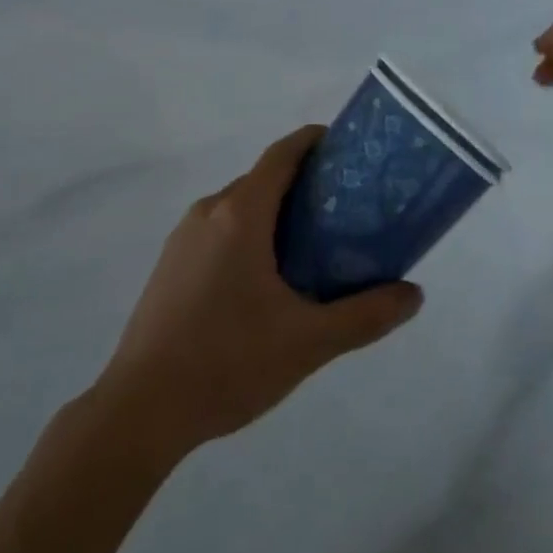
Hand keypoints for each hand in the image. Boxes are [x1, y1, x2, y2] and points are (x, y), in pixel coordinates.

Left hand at [96, 126, 421, 455]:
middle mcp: (210, 211)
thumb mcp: (307, 342)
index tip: (346, 148)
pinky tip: (264, 281)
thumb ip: (364, 315)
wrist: (138, 412)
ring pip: (240, 206)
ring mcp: (184, 237)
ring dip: (275, 212)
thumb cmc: (226, 362)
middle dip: (303, 184)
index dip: (314, 141)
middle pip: (264, 179)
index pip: (283, 153)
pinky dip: (249, 234)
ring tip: (311, 246)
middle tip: (343, 209)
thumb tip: (414, 295)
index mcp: (241, 213)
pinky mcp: (170, 264)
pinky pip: (219, 229)